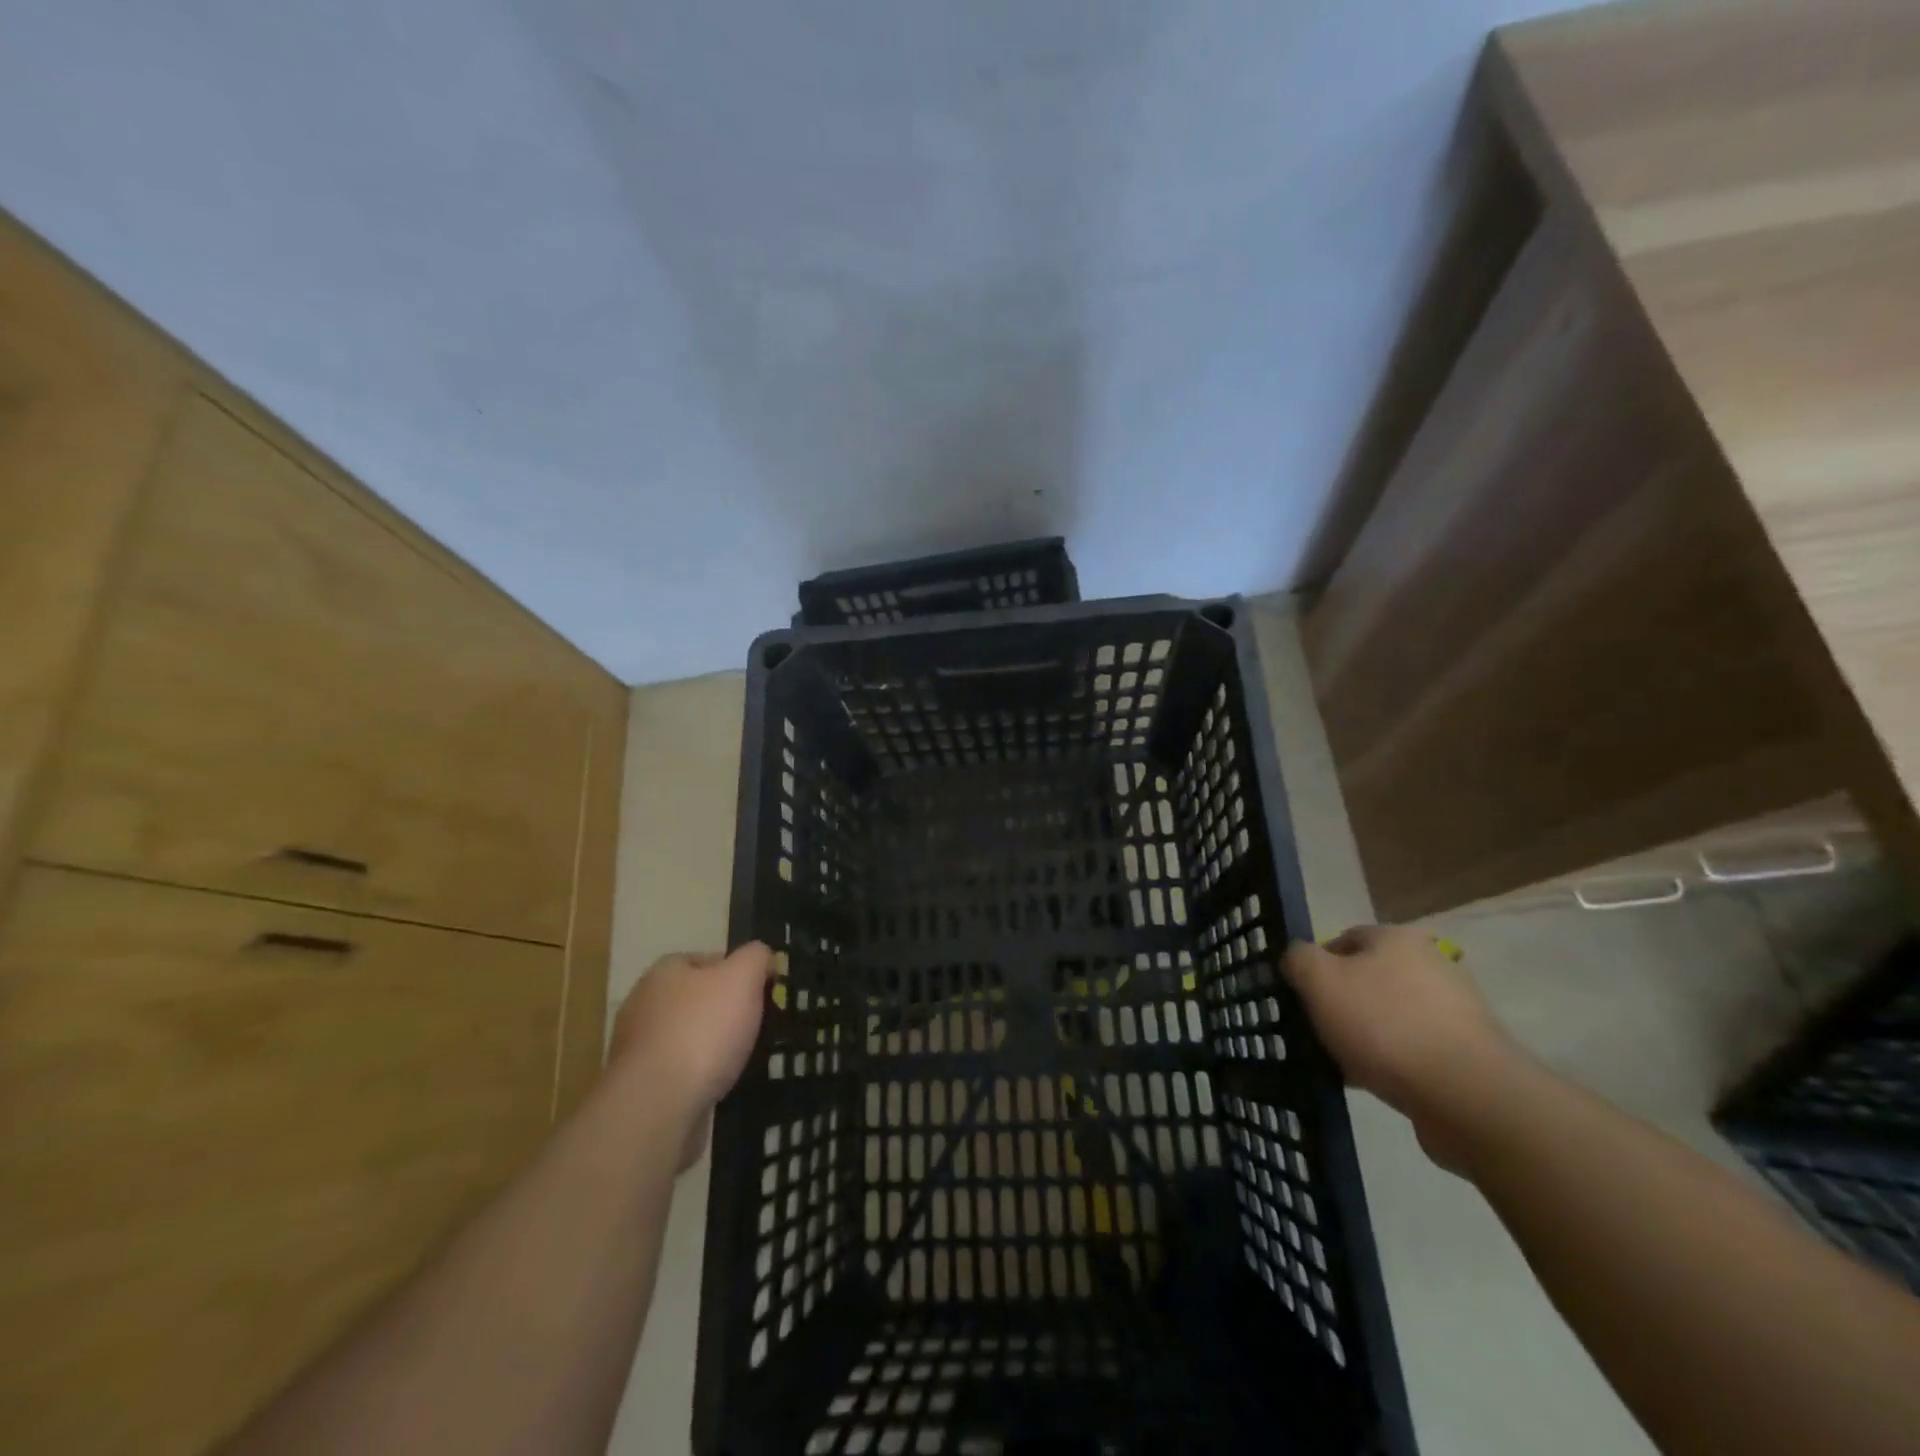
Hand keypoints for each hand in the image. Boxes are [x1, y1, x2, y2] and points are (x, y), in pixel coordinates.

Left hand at [607, 943, 773, 1168]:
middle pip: (697, 999)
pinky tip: (720, 1086)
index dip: (738, 971)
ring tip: (743, 1059)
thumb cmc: (702, 1030)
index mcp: (664, 972)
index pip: (707, 960)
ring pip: (689, 1037)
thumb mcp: (742, 977)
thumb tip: (762, 957)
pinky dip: (700, 1077)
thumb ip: (756, 957)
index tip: (762, 991)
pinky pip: (680, 1072)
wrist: (657, 1107)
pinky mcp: (641, 1088)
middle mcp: (644, 1004)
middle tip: (757, 1025)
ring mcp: (638, 1049)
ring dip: (713, 1046)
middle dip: (726, 1011)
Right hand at [1283, 925, 1523, 1169]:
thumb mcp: (1319, 981)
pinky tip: (1373, 1082)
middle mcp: (1431, 964)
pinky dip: (1391, 1062)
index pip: (1343, 939)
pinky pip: (1413, 1050)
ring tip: (1342, 1063)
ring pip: (1389, 1016)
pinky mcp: (1469, 1053)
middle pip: (1368, 978)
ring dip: (1365, 1036)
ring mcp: (1455, 1010)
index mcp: (1397, 938)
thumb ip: (1298, 959)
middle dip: (1341, 1004)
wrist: (1467, 1096)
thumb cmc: (1384, 1025)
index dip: (1315, 965)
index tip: (1300, 996)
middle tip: (1317, 1030)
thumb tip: (1297, 957)